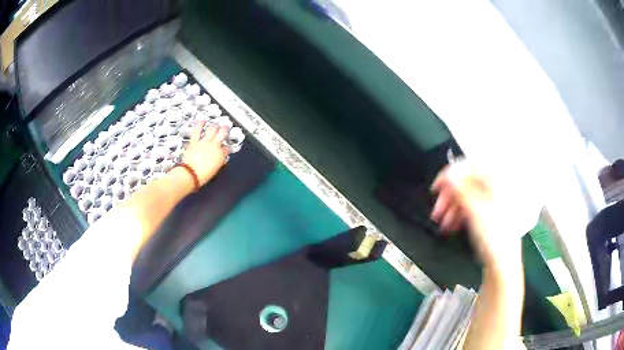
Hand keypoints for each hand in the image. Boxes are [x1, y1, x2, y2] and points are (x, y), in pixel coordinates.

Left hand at [182, 122, 229, 185]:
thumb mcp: (214, 171)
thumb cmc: (202, 176)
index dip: (227, 147)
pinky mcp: (195, 141)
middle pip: (222, 134)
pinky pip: (198, 130)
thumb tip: (219, 160)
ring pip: (212, 130)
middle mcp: (214, 146)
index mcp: (221, 156)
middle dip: (225, 130)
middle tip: (225, 127)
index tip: (226, 147)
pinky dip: (200, 124)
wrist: (190, 174)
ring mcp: (204, 142)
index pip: (227, 148)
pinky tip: (202, 120)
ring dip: (215, 126)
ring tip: (216, 124)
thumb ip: (217, 163)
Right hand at [430, 160, 521, 267]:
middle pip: (467, 183)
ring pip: (467, 197)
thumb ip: (461, 190)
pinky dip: (459, 214)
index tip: (438, 185)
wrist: (502, 263)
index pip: (471, 166)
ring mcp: (493, 202)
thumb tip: (449, 175)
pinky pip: (471, 208)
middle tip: (438, 207)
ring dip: (452, 207)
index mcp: (497, 180)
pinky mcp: (489, 214)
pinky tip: (451, 224)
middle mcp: (496, 188)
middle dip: (450, 195)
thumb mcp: (476, 211)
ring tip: (442, 220)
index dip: (451, 174)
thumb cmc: (496, 238)